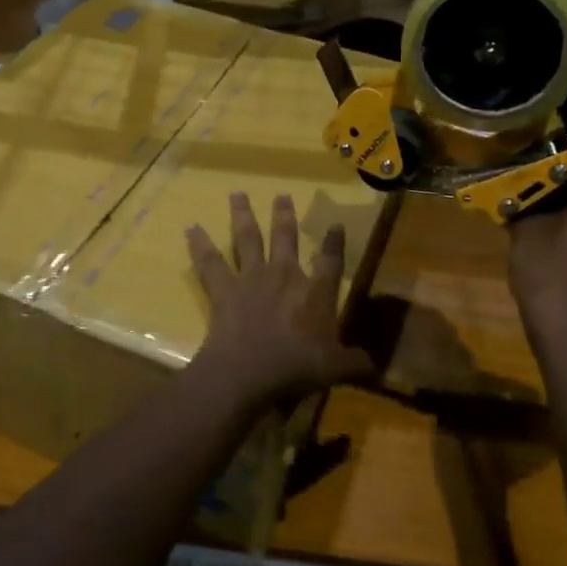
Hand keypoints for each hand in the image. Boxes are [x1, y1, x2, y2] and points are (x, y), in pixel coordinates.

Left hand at [187, 193, 375, 405]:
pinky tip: (190, 228)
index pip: (330, 262)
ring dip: (242, 215)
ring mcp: (251, 279)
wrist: (247, 371)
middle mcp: (284, 276)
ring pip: (247, 239)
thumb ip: (355, 364)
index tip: (335, 224)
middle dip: (284, 216)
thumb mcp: (334, 369)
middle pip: (285, 238)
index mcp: (315, 293)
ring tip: (237, 194)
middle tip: (281, 195)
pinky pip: (209, 263)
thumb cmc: (295, 368)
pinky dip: (199, 245)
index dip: (334, 243)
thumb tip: (376, 367)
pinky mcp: (223, 289)